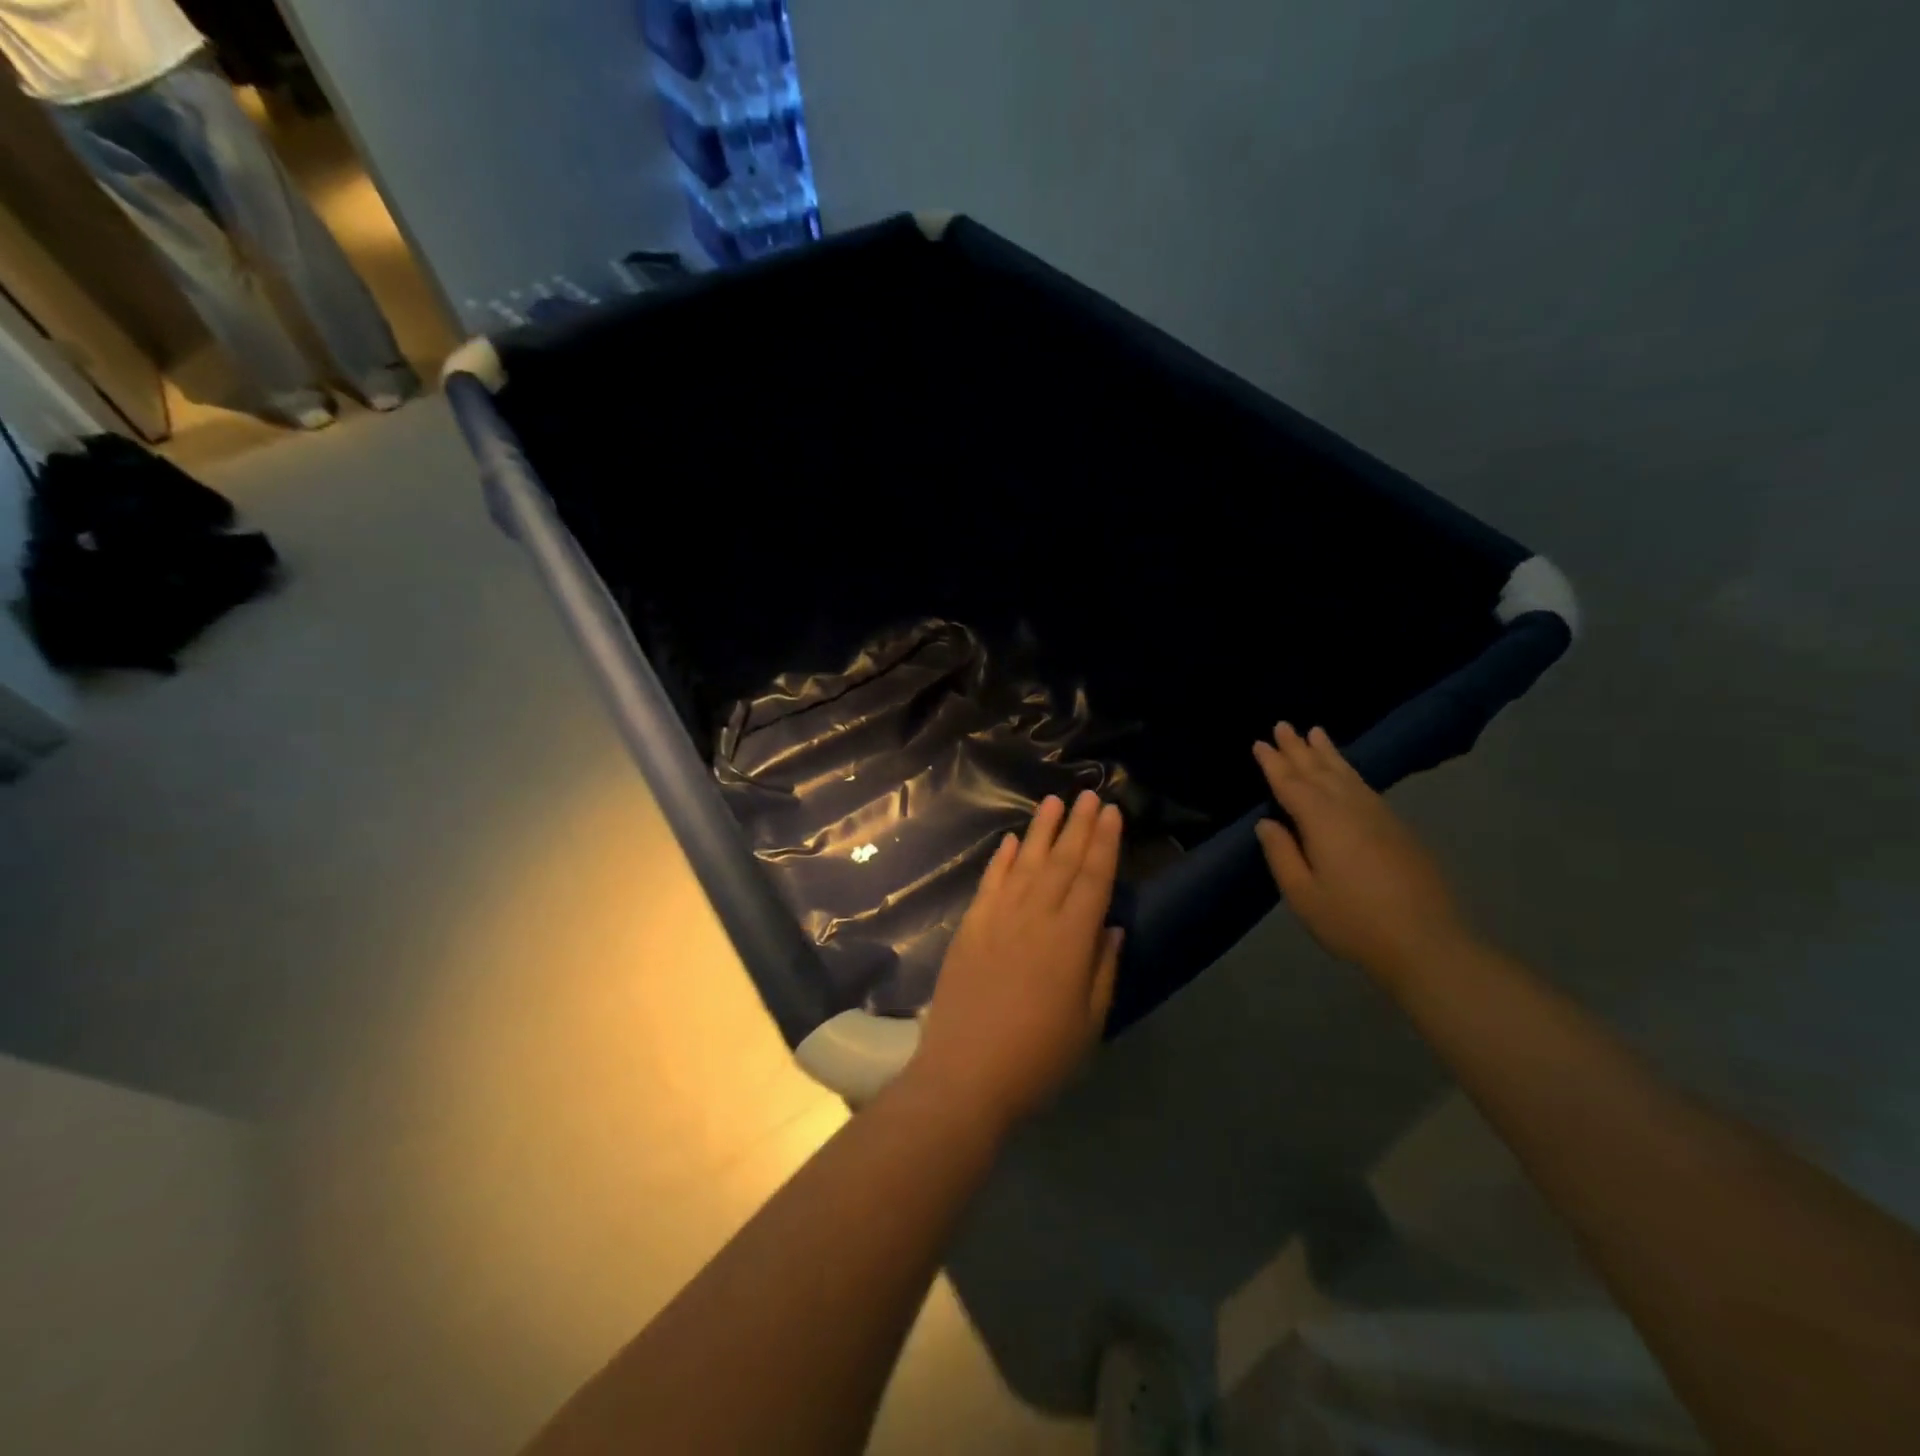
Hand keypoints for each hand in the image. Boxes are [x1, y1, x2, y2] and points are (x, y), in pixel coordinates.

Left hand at [910, 791, 1124, 1134]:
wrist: (964, 1075)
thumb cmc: (1037, 1059)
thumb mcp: (1088, 1024)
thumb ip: (1101, 970)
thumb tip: (1110, 926)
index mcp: (1070, 941)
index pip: (1093, 879)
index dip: (1104, 844)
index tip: (1112, 813)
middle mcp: (1035, 918)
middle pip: (1061, 863)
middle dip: (1078, 826)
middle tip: (1090, 794)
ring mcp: (998, 919)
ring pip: (1024, 864)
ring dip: (1041, 831)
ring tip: (1053, 802)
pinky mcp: (970, 928)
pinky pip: (989, 884)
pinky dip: (1000, 859)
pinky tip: (1010, 841)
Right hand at [1253, 724, 1474, 983]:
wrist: (1428, 944)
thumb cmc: (1354, 922)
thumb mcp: (1303, 895)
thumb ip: (1282, 854)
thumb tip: (1266, 823)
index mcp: (1323, 822)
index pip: (1291, 784)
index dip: (1274, 763)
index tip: (1260, 742)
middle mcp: (1352, 809)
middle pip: (1320, 771)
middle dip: (1299, 748)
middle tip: (1283, 724)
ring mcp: (1380, 816)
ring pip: (1348, 774)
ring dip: (1328, 753)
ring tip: (1316, 732)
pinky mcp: (1399, 829)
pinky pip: (1365, 786)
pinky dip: (1350, 771)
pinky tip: (1347, 772)